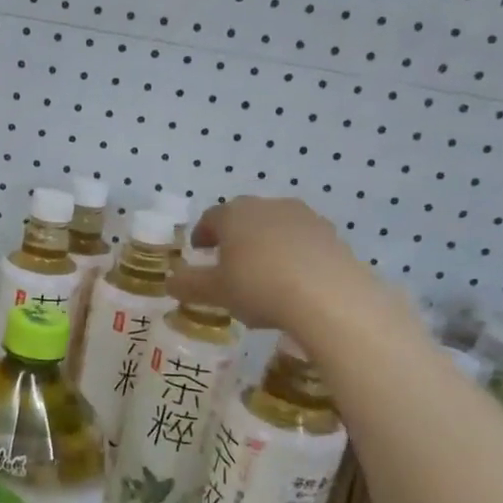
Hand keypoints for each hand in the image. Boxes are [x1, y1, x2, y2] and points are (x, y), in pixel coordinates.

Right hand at [167, 196, 416, 334]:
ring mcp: (304, 217)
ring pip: (275, 228)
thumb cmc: (259, 287)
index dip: (202, 234)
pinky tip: (293, 282)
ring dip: (265, 245)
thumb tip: (171, 282)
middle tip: (229, 263)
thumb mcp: (216, 292)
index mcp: (234, 214)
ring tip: (263, 274)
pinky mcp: (332, 235)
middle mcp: (268, 206)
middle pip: (244, 218)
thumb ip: (189, 285)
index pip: (210, 218)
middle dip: (234, 238)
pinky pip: (302, 243)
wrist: (330, 297)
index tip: (199, 251)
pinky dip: (293, 256)